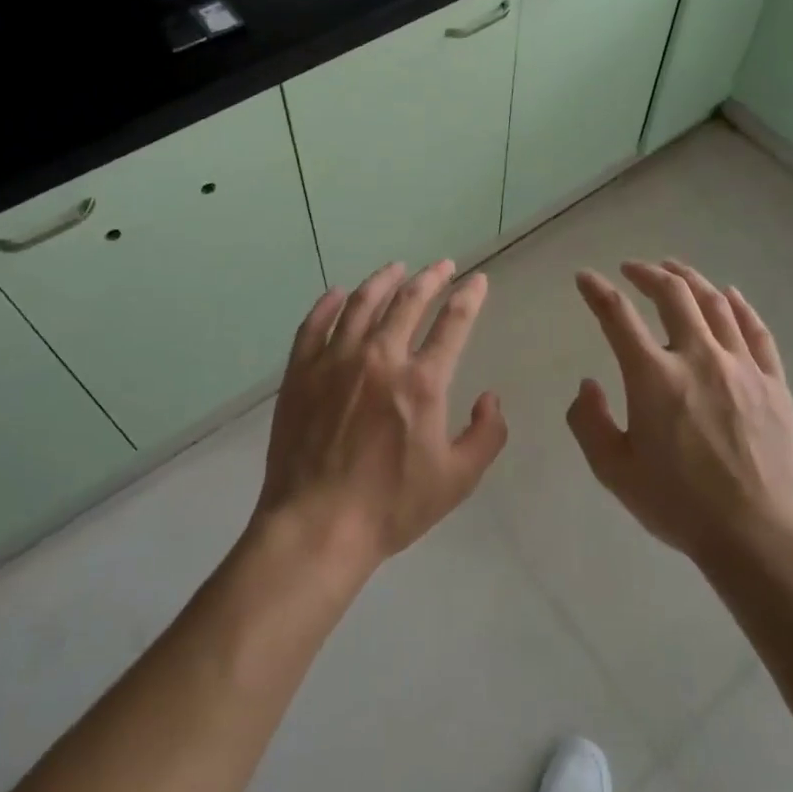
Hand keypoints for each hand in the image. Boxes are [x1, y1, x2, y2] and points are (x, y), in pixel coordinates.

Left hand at [255, 261, 507, 573]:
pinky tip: (337, 293)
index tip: (477, 280)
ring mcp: (335, 360)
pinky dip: (328, 304)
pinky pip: (314, 324)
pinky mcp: (301, 371)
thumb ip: (486, 435)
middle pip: (408, 301)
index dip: (469, 296)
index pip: (453, 322)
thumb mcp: (457, 480)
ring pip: (362, 303)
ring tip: (396, 268)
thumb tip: (491, 398)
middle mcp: (380, 358)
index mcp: (421, 382)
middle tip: (442, 266)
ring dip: (383, 280)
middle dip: (430, 278)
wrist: (316, 525)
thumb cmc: (391, 506)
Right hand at [567, 259, 792, 572]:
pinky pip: (756, 330)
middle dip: (647, 273)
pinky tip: (730, 295)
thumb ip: (589, 422)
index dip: (596, 291)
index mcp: (653, 377)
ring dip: (690, 279)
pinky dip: (739, 306)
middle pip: (672, 294)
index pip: (617, 316)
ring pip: (715, 303)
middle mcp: (697, 357)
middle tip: (632, 268)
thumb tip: (588, 383)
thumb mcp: (614, 471)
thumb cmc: (680, 505)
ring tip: (674, 269)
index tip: (585, 278)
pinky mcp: (773, 382)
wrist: (759, 537)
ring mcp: (741, 366)